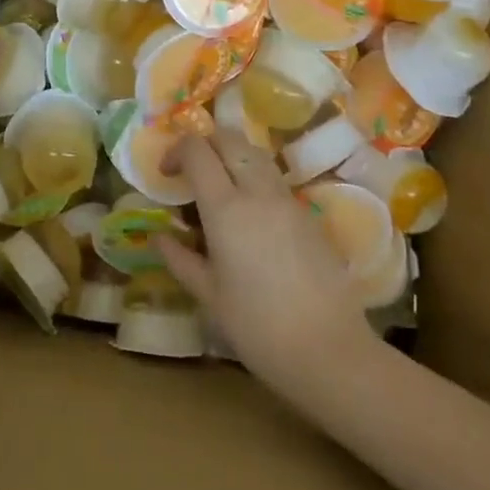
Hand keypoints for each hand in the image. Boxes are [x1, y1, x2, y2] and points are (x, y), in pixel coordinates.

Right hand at [159, 133, 372, 397]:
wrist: (329, 350)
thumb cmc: (258, 327)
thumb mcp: (208, 296)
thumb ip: (180, 259)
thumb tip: (160, 236)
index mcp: (225, 208)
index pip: (197, 150)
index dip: (176, 151)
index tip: (166, 174)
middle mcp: (257, 191)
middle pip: (229, 138)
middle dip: (204, 144)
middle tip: (191, 172)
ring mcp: (287, 199)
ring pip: (255, 153)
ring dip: (231, 157)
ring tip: (220, 189)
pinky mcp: (308, 213)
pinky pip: (274, 178)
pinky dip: (254, 178)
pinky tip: (250, 215)